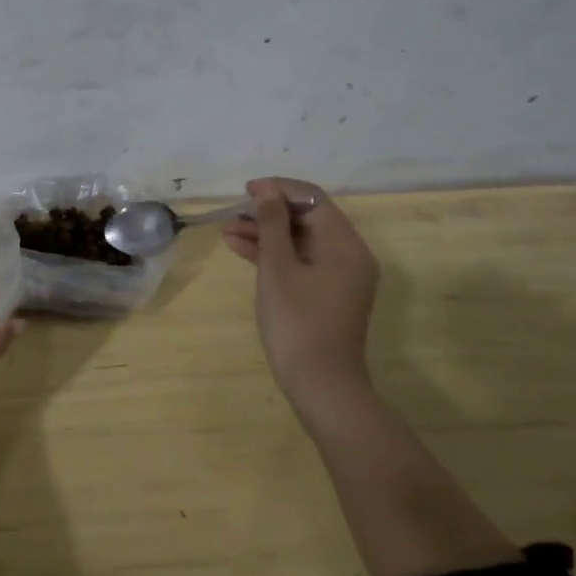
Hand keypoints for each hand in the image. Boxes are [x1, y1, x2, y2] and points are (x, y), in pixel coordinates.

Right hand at [222, 178, 379, 422]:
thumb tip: (267, 190)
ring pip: (300, 241)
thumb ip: (272, 224)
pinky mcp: (328, 294)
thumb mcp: (278, 267)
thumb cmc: (298, 322)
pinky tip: (241, 249)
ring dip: (266, 234)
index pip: (312, 199)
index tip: (246, 191)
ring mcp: (339, 276)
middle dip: (268, 213)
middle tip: (233, 213)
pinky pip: (301, 262)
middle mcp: (349, 254)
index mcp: (345, 243)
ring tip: (226, 231)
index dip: (278, 189)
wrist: (321, 386)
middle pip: (307, 218)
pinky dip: (275, 255)